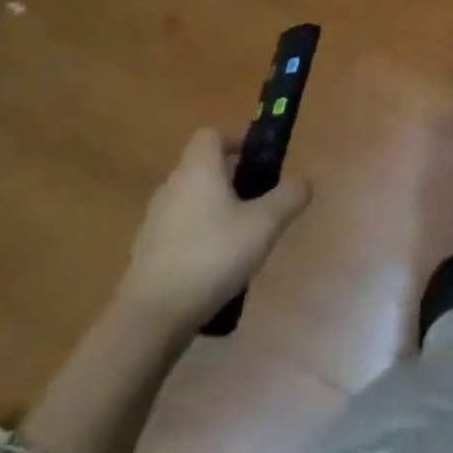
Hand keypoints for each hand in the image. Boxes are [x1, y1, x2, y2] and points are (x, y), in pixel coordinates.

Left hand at [115, 128, 311, 331]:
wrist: (151, 317)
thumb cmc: (212, 255)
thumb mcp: (265, 224)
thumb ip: (289, 197)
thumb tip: (305, 181)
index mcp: (198, 169)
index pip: (211, 134)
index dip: (236, 140)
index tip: (258, 160)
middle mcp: (172, 186)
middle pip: (203, 167)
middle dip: (231, 178)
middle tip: (259, 202)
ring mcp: (154, 220)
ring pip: (192, 200)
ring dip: (215, 208)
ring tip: (241, 237)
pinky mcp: (147, 252)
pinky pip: (179, 229)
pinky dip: (198, 236)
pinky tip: (215, 265)